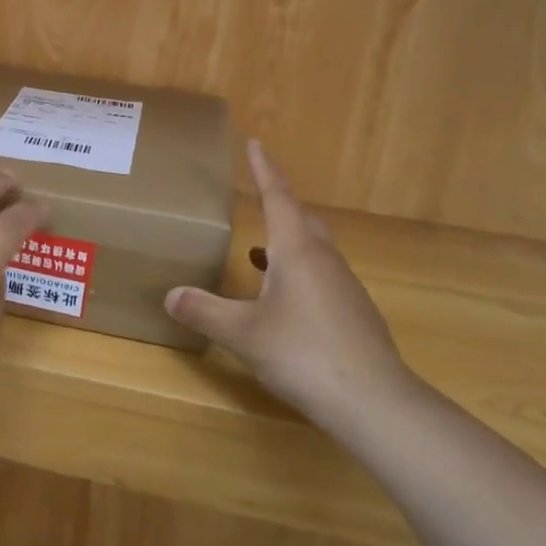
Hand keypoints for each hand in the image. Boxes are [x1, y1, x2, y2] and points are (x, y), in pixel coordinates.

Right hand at [165, 140, 414, 421]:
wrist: (375, 402)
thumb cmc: (304, 353)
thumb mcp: (243, 334)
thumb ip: (205, 311)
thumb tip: (170, 295)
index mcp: (297, 251)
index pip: (278, 197)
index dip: (265, 170)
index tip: (256, 143)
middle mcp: (324, 260)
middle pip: (301, 220)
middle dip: (278, 206)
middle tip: (256, 200)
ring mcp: (345, 287)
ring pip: (314, 250)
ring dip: (287, 244)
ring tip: (258, 254)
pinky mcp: (354, 314)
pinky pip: (322, 277)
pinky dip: (298, 274)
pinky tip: (283, 301)